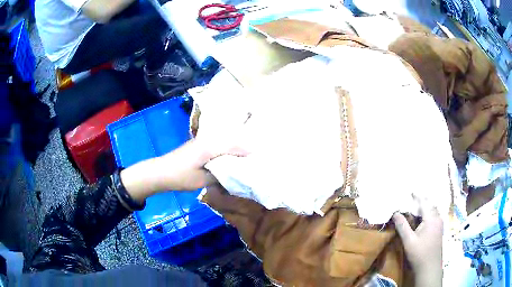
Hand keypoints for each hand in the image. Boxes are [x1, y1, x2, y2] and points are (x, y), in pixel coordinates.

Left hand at [120, 137, 248, 203]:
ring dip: (235, 145)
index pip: (233, 144)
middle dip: (244, 145)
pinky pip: (217, 143)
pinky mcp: (199, 145)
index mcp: (209, 147)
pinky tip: (230, 155)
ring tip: (246, 154)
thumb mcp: (203, 180)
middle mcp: (207, 140)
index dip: (247, 149)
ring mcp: (202, 141)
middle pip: (230, 139)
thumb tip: (235, 174)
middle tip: (256, 153)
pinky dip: (226, 148)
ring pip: (224, 140)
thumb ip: (221, 176)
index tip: (259, 155)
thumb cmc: (181, 177)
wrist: (160, 172)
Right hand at [393, 199, 442, 286]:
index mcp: (431, 218)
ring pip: (433, 210)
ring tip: (416, 207)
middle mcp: (438, 218)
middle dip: (422, 200)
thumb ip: (402, 226)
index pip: (424, 201)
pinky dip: (428, 213)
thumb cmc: (419, 253)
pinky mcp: (439, 230)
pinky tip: (423, 219)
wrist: (430, 267)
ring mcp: (440, 224)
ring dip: (425, 207)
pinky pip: (434, 216)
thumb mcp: (408, 241)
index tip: (410, 190)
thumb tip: (395, 212)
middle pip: (430, 204)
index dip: (417, 195)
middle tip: (412, 199)